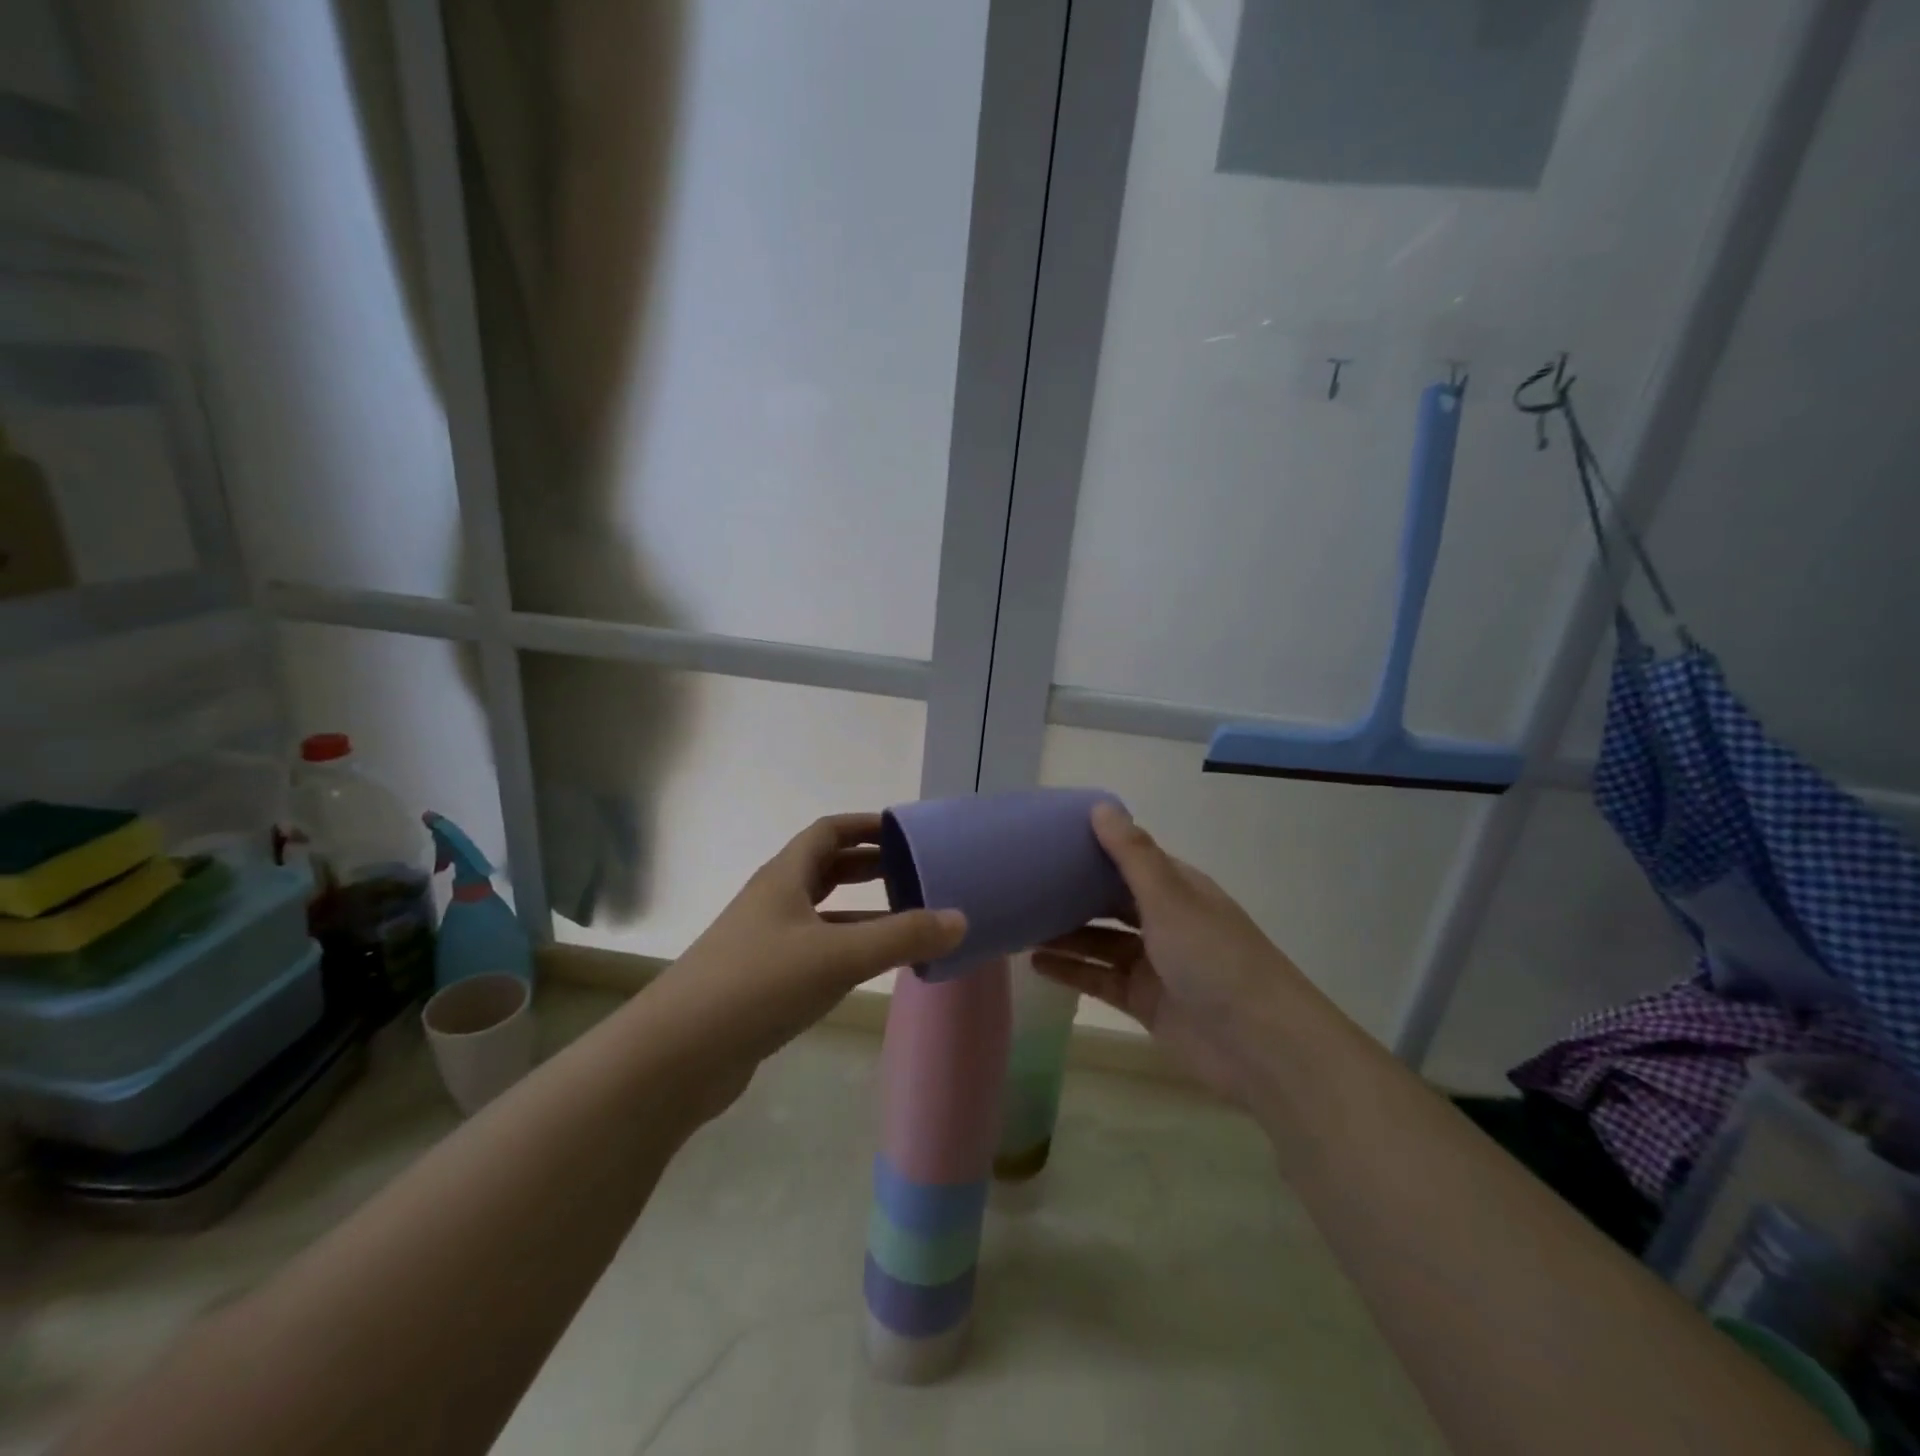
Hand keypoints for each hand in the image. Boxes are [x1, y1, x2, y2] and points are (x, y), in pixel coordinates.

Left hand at [648, 813, 965, 1110]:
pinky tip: (871, 968)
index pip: (828, 832)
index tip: (906, 831)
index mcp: (784, 878)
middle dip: (869, 866)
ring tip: (906, 919)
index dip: (866, 825)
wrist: (675, 1056)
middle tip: (914, 872)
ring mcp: (764, 943)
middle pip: (825, 868)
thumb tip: (960, 919)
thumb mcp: (837, 956)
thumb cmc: (757, 985)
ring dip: (861, 912)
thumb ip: (901, 937)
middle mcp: (773, 902)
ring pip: (822, 913)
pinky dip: (846, 949)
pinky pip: (815, 950)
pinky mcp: (762, 982)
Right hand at [1033, 802, 1303, 1103]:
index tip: (1049, 840)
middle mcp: (1166, 921)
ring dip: (1066, 935)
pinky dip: (1071, 971)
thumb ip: (1132, 855)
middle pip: (1111, 901)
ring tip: (1021, 924)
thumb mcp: (1170, 899)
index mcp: (1178, 889)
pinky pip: (1099, 979)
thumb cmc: (1215, 958)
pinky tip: (1037, 964)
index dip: (1094, 849)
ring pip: (1101, 942)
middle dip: (1074, 894)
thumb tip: (1100, 806)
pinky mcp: (1144, 1002)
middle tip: (1025, 885)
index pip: (1130, 859)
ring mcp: (1155, 964)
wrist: (1260, 1046)